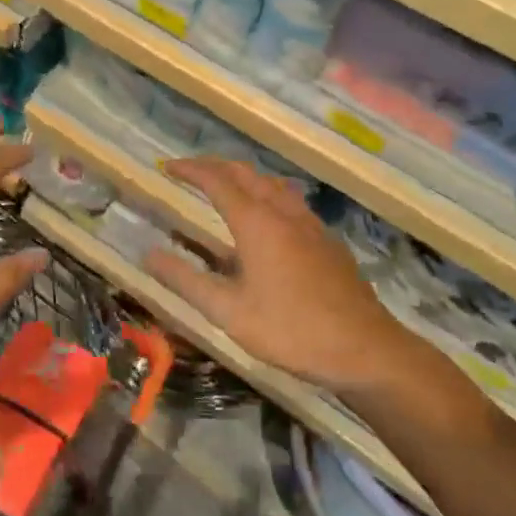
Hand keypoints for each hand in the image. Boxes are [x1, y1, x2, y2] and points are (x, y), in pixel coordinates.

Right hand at [145, 159, 424, 396]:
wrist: (366, 349)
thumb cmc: (292, 330)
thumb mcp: (229, 313)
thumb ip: (186, 280)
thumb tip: (148, 254)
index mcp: (256, 222)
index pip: (216, 180)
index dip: (190, 170)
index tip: (167, 166)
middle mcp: (282, 211)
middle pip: (245, 173)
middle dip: (215, 166)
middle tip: (191, 172)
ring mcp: (310, 223)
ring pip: (271, 183)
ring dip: (243, 177)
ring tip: (226, 187)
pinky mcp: (327, 239)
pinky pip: (290, 200)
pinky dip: (267, 193)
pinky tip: (268, 219)